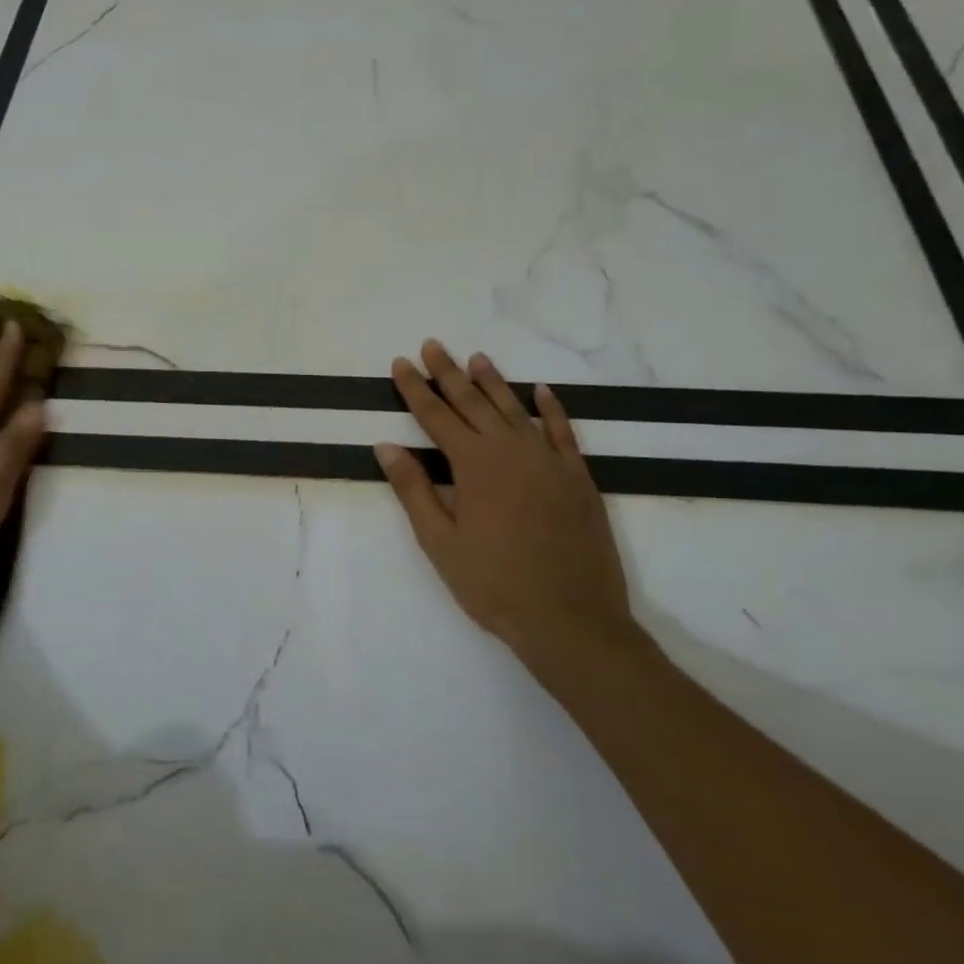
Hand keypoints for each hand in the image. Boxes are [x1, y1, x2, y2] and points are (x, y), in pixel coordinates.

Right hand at [376, 340, 642, 687]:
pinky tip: (541, 391)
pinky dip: (551, 408)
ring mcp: (548, 460)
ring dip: (493, 382)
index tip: (400, 363)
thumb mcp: (440, 542)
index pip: (437, 415)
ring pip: (515, 409)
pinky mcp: (577, 476)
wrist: (571, 618)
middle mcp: (511, 450)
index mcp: (473, 464)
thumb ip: (413, 490)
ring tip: (477, 358)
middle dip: (449, 373)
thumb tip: (386, 446)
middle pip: (474, 401)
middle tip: (432, 345)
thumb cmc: (494, 584)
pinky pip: (562, 431)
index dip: (416, 388)